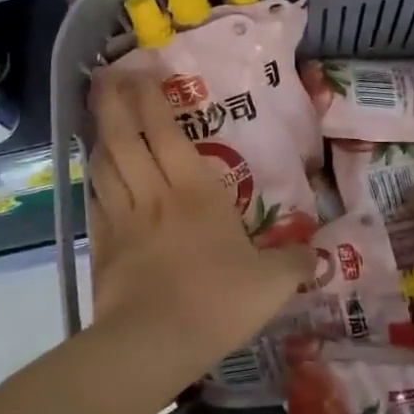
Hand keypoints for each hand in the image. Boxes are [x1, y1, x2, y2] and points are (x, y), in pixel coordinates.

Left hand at [86, 69, 313, 381]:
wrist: (153, 343)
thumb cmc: (216, 302)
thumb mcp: (271, 284)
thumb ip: (294, 263)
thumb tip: (318, 255)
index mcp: (194, 191)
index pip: (164, 131)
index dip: (150, 98)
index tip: (142, 71)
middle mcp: (152, 194)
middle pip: (122, 136)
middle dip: (113, 101)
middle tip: (107, 77)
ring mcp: (121, 218)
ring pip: (103, 164)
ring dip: (99, 136)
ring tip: (100, 118)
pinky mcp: (102, 245)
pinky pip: (95, 200)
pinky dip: (95, 181)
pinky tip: (97, 178)